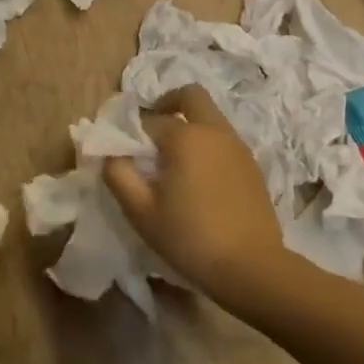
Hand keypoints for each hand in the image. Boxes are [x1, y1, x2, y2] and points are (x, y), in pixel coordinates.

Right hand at [101, 85, 282, 298]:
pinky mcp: (253, 167)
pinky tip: (198, 180)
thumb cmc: (190, 238)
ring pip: (210, 118)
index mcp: (185, 137)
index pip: (149, 120)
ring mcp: (238, 147)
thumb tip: (111, 155)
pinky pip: (224, 141)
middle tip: (151, 132)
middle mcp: (215, 132)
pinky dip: (207, 146)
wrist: (252, 268)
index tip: (122, 152)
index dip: (131, 132)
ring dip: (189, 126)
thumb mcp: (141, 211)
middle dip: (167, 104)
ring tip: (172, 162)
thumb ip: (119, 175)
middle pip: (191, 96)